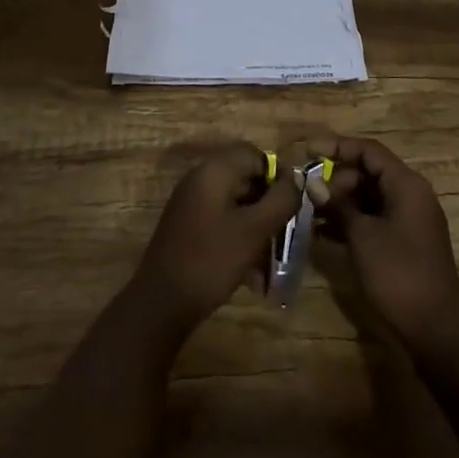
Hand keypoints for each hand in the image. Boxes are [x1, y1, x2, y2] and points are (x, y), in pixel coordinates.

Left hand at [128, 143, 301, 336]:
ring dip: (255, 226)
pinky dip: (238, 238)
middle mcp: (200, 178)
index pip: (255, 155)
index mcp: (215, 170)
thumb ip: (280, 200)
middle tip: (284, 234)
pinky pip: (221, 221)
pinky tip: (251, 273)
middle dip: (268, 206)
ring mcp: (191, 202)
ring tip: (271, 260)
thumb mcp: (254, 230)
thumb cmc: (211, 260)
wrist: (161, 302)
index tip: (291, 206)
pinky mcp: (187, 225)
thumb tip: (297, 178)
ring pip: (235, 204)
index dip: (277, 176)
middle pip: (245, 179)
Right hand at [321, 136, 458, 365]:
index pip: (369, 150)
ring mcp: (408, 220)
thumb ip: (338, 205)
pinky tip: (322, 235)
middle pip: (368, 173)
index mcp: (406, 184)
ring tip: (308, 213)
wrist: (437, 329)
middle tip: (307, 194)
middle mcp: (409, 194)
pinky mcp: (403, 243)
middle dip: (336, 180)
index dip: (337, 147)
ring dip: (340, 203)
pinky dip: (351, 223)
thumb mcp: (363, 236)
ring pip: (368, 198)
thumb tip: (312, 183)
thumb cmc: (399, 273)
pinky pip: (373, 220)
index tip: (308, 151)